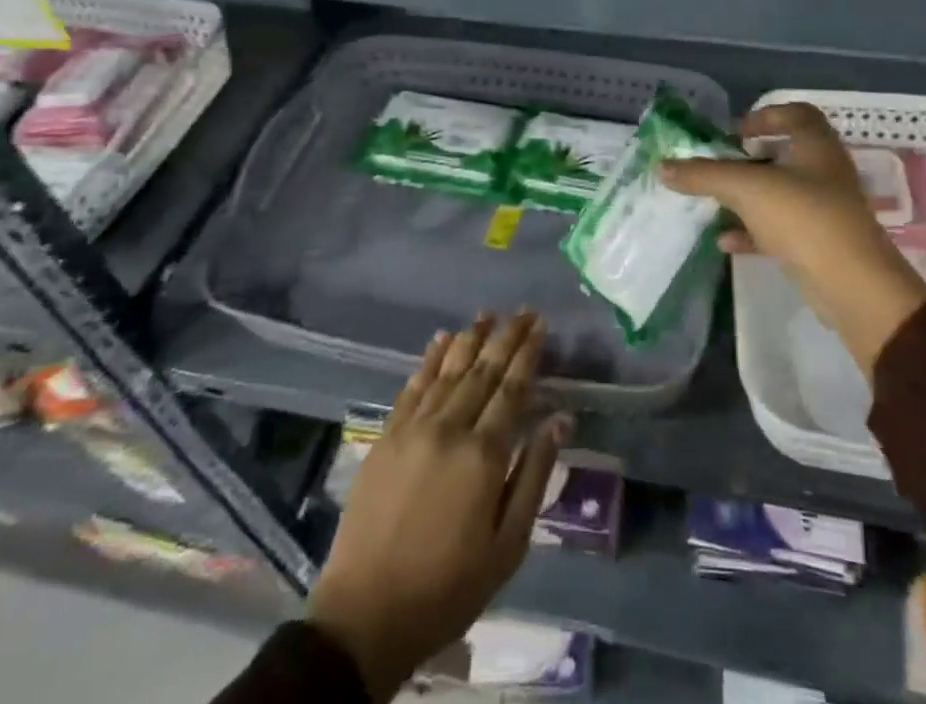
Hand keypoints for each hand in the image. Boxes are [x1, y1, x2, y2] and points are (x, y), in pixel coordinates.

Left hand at [307, 312, 568, 700]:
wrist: (366, 615)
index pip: (512, 389)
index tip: (540, 325)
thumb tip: (559, 420)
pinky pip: (412, 387)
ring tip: (486, 314)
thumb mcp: (507, 547)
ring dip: (470, 339)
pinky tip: (440, 340)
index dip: (527, 354)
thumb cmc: (448, 588)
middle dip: (505, 337)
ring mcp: (413, 429)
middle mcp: (450, 428)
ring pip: (448, 371)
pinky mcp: (386, 437)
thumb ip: (534, 476)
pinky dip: (428, 360)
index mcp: (483, 455)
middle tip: (523, 310)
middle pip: (483, 371)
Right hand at [662, 103, 925, 371]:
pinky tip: (725, 242)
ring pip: (780, 194)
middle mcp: (824, 172)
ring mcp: (824, 210)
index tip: (736, 133)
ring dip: (747, 197)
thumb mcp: (746, 189)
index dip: (766, 116)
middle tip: (718, 167)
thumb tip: (662, 166)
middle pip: (784, 154)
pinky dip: (752, 231)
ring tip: (714, 202)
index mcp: (816, 146)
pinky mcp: (819, 244)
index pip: (797, 114)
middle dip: (747, 160)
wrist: (853, 287)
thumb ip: (704, 175)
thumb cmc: (804, 218)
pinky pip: (780, 229)